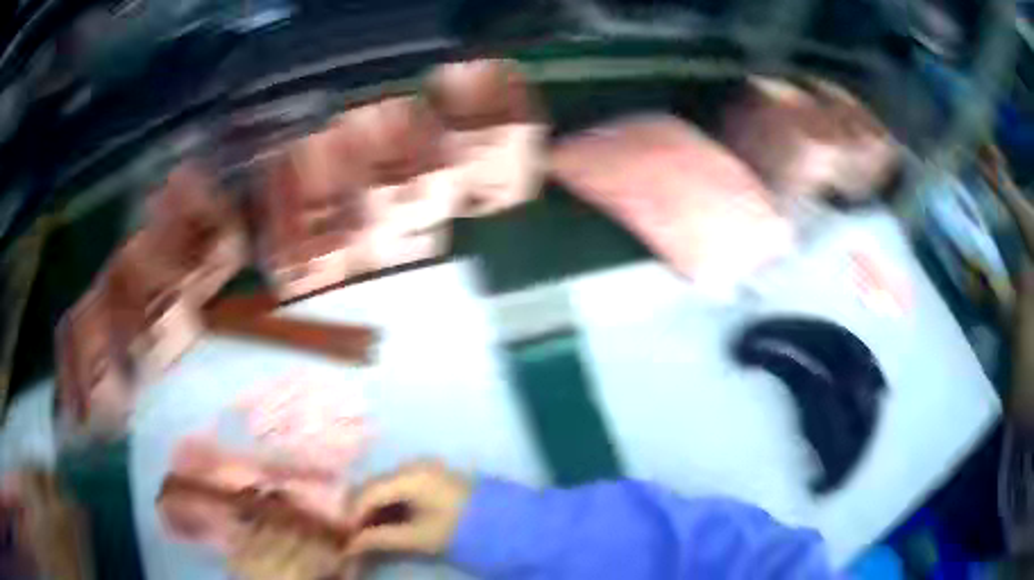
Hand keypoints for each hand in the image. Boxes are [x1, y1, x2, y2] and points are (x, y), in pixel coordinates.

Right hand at [347, 462, 471, 556]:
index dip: (351, 514)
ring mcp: (418, 467)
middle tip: (347, 533)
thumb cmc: (459, 529)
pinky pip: (394, 487)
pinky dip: (384, 504)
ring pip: (381, 486)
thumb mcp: (419, 537)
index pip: (369, 492)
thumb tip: (349, 545)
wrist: (500, 521)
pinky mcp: (424, 475)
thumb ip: (381, 538)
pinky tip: (378, 520)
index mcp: (410, 477)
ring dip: (369, 507)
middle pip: (372, 486)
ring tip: (360, 530)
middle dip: (357, 510)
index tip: (341, 534)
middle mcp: (411, 465)